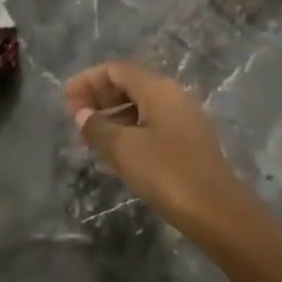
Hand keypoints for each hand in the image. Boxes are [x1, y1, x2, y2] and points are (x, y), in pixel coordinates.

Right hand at [62, 61, 252, 236]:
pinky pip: (150, 126)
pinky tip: (112, 155)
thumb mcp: (124, 149)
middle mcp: (173, 96)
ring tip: (87, 139)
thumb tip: (81, 114)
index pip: (116, 69)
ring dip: (111, 117)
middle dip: (98, 98)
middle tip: (72, 117)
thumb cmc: (167, 172)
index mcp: (158, 88)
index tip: (64, 98)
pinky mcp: (188, 142)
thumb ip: (97, 128)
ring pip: (139, 107)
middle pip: (129, 85)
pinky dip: (127, 132)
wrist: (217, 211)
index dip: (87, 80)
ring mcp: (183, 119)